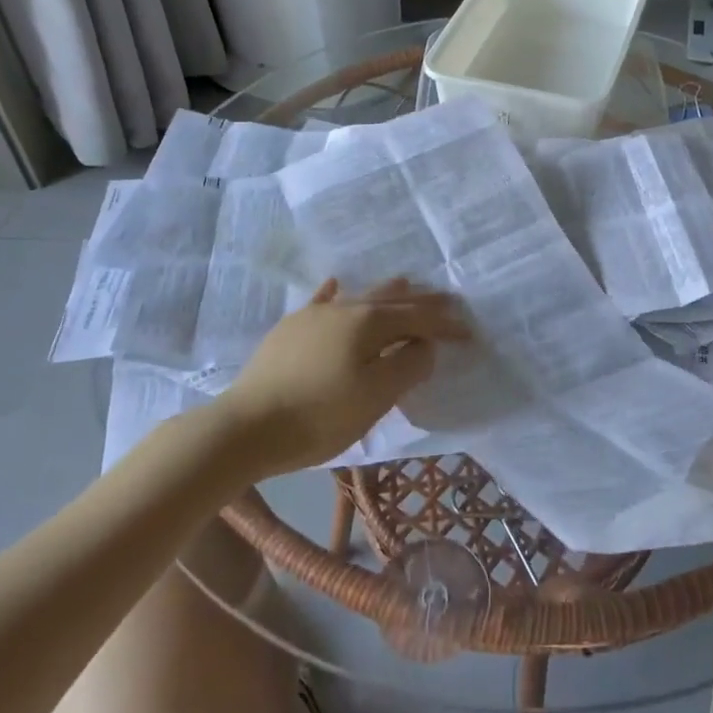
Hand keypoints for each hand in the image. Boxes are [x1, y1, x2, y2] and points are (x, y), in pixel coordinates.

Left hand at [216, 279, 470, 476]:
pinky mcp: (290, 329)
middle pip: (391, 299)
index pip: (418, 318)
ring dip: (387, 293)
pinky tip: (337, 284)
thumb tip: (425, 345)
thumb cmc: (318, 416)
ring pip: (360, 296)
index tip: (468, 332)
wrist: (245, 427)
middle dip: (422, 301)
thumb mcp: (374, 397)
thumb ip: (407, 367)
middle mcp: (344, 308)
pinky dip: (337, 293)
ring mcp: (313, 315)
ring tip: (405, 284)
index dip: (445, 324)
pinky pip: (322, 302)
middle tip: (447, 299)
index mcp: (368, 323)